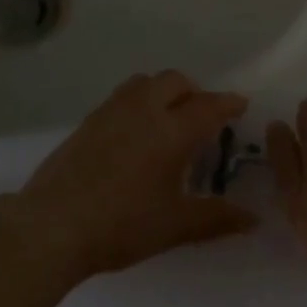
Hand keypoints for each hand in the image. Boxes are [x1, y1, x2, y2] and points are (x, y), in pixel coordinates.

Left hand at [13, 71, 257, 282]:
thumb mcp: (175, 226)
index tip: (240, 104)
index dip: (228, 103)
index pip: (208, 106)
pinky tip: (134, 135)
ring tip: (167, 119)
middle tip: (202, 117)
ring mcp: (111, 111)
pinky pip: (122, 97)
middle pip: (175, 81)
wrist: (52, 225)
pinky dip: (138, 103)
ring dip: (163, 91)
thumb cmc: (122, 224)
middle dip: (194, 92)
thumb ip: (217, 218)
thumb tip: (253, 219)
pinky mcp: (87, 121)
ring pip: (144, 83)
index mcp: (171, 130)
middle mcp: (143, 110)